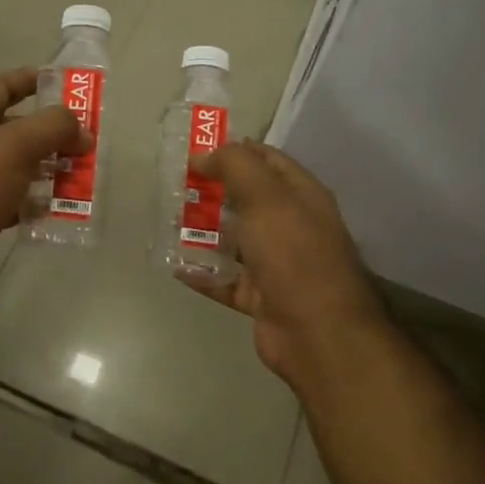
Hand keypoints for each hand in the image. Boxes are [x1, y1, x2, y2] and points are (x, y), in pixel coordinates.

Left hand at [0, 68, 87, 324]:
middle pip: (14, 130)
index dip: (32, 80)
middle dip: (51, 133)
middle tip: (88, 139)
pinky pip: (15, 202)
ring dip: (50, 170)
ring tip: (84, 174)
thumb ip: (52, 128)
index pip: (0, 87)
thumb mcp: (14, 146)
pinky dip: (37, 203)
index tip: (68, 83)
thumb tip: (82, 129)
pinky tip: (62, 208)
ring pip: (18, 168)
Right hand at [180, 140, 391, 390]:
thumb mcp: (266, 198)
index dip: (235, 150)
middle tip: (174, 186)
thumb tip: (204, 155)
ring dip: (202, 231)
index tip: (196, 149)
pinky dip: (202, 273)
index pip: (268, 160)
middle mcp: (291, 226)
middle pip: (247, 200)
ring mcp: (276, 264)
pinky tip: (174, 265)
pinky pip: (225, 279)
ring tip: (166, 222)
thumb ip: (235, 167)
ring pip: (233, 240)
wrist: (318, 333)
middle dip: (212, 191)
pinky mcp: (260, 297)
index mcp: (301, 197)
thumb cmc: (294, 255)